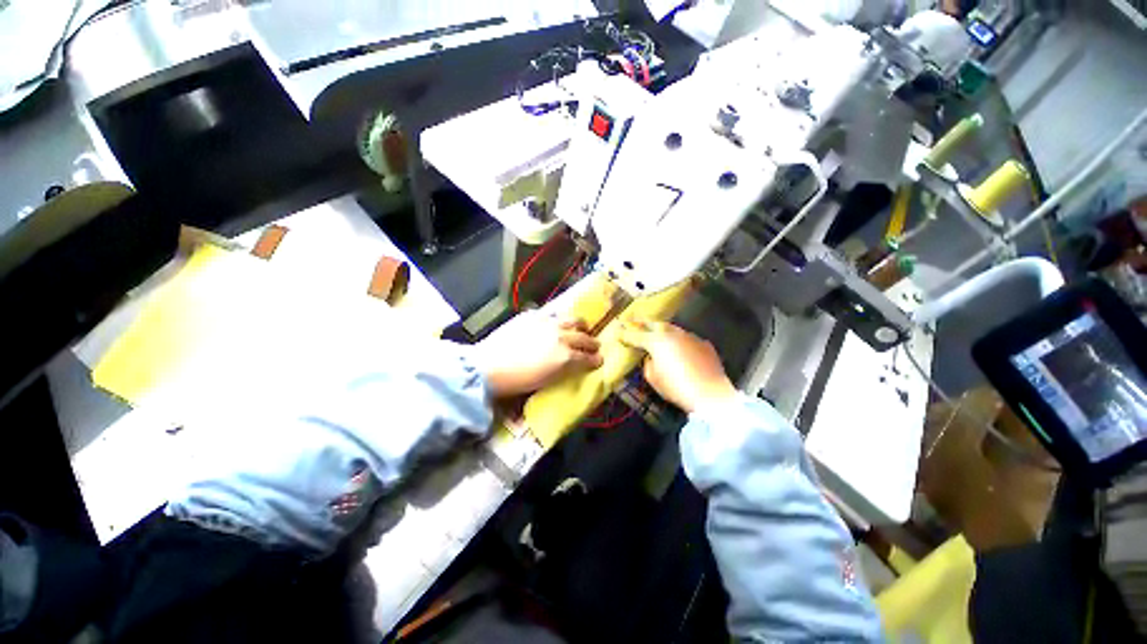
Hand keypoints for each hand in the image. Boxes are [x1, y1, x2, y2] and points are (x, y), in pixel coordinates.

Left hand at [476, 312, 603, 397]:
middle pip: (584, 337)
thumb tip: (574, 364)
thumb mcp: (546, 381)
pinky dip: (558, 318)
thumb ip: (564, 370)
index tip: (599, 359)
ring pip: (572, 319)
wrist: (489, 366)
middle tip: (595, 345)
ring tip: (581, 327)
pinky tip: (556, 321)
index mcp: (566, 356)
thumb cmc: (517, 381)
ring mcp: (548, 323)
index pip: (588, 357)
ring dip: (580, 325)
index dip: (596, 359)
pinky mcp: (533, 315)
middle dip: (593, 342)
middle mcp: (561, 337)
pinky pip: (552, 313)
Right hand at [618, 321, 736, 413]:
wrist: (711, 394)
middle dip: (642, 323)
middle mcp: (673, 333)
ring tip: (655, 331)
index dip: (625, 334)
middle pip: (654, 324)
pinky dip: (679, 340)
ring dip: (662, 329)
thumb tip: (651, 357)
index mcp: (657, 341)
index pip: (636, 335)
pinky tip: (678, 346)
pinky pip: (686, 338)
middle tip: (633, 322)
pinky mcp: (704, 344)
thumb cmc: (677, 387)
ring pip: (672, 328)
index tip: (617, 333)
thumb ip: (648, 364)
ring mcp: (690, 336)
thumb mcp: (653, 378)